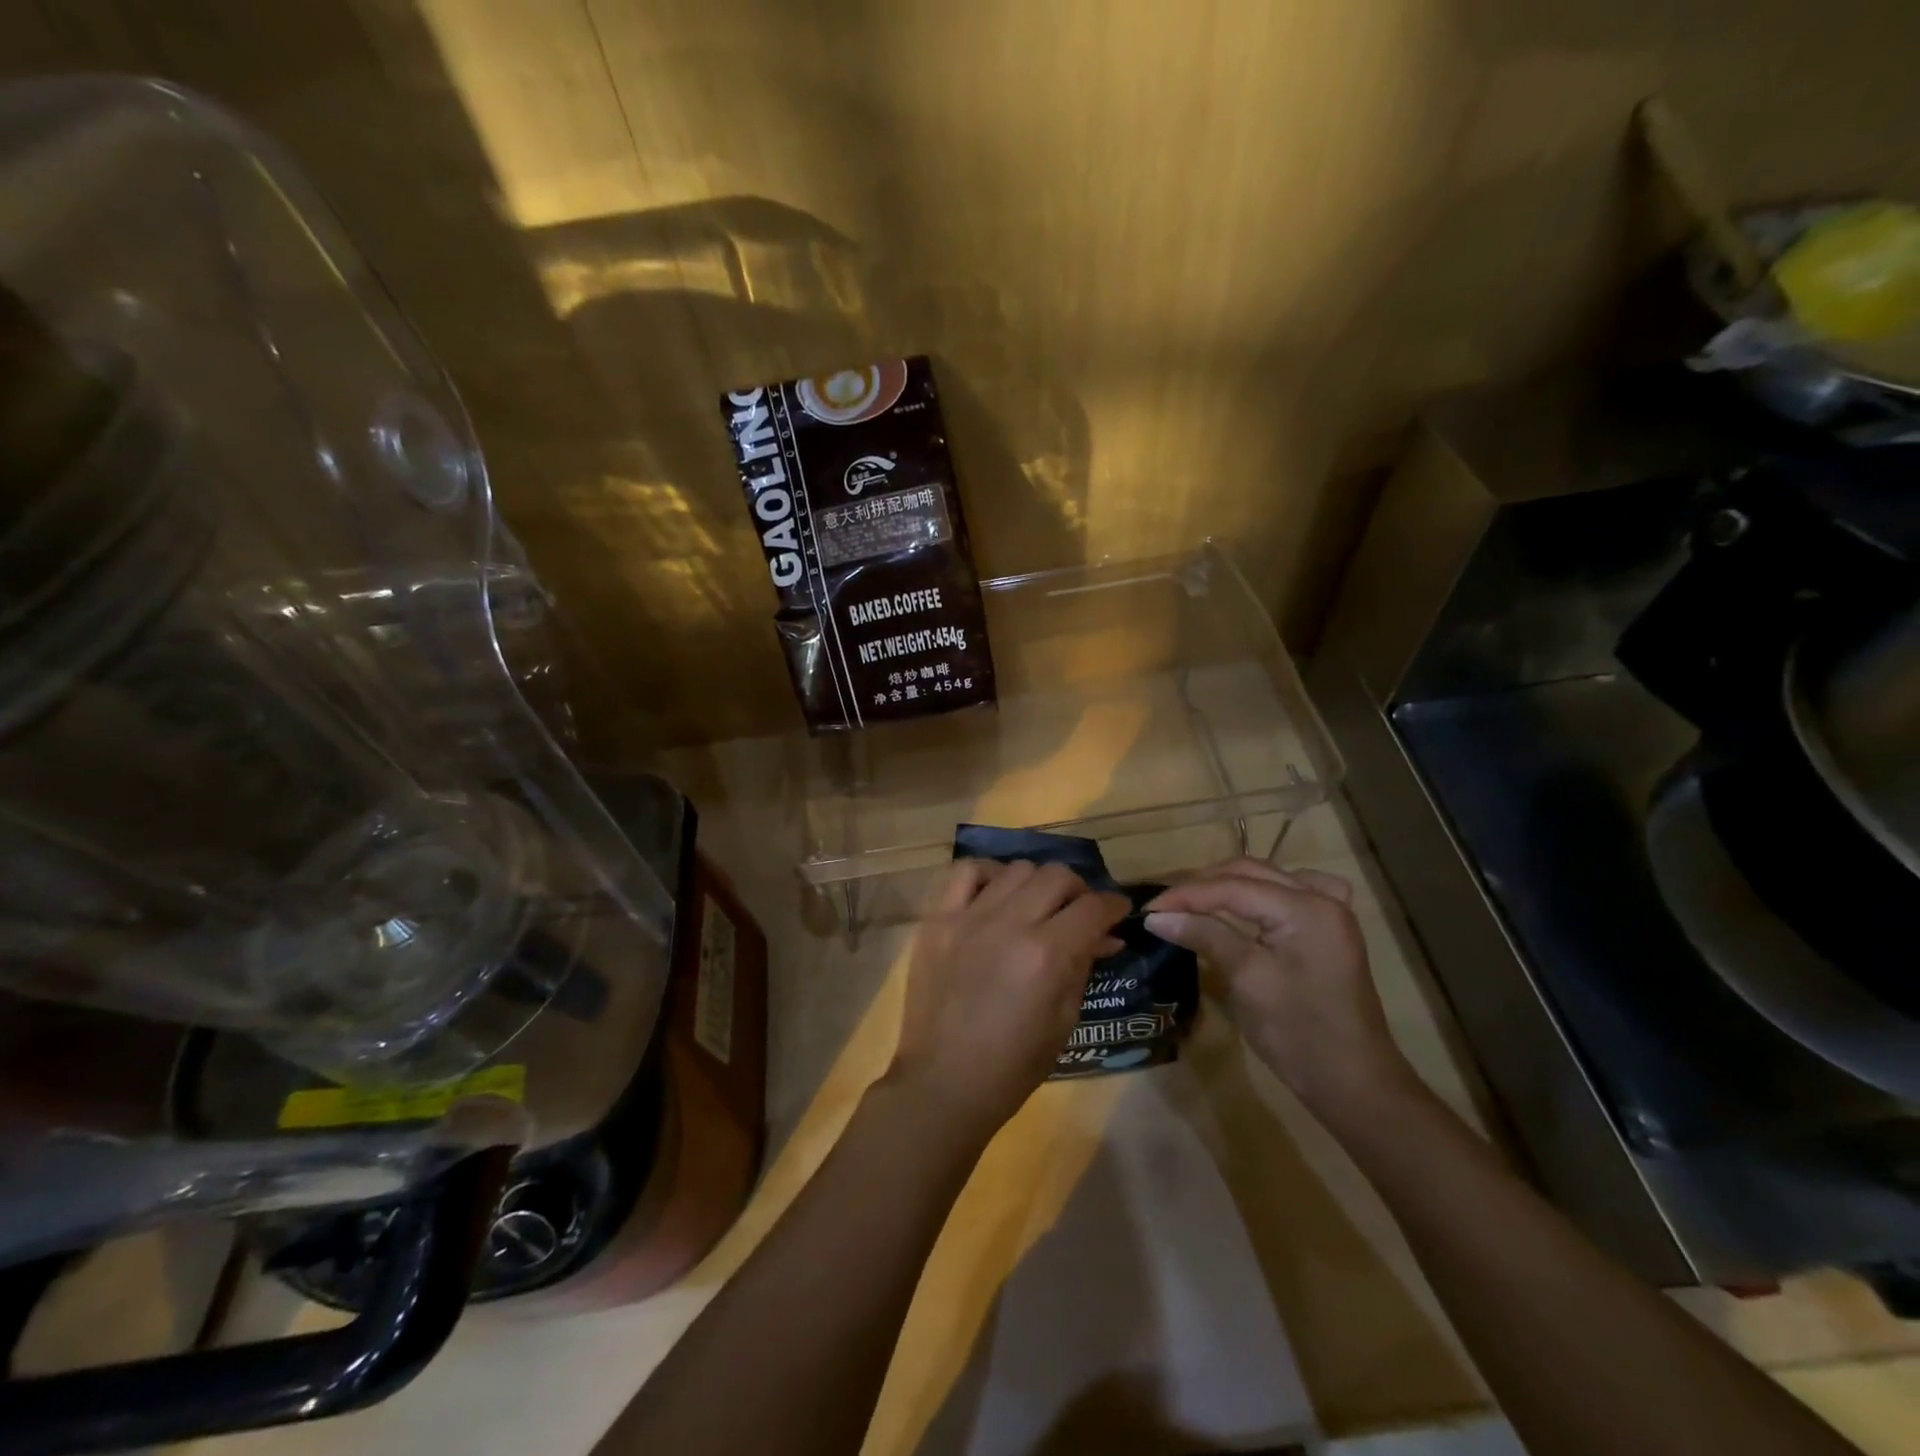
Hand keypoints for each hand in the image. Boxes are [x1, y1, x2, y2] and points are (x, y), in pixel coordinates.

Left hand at [888, 860, 1129, 1142]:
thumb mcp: (1063, 1020)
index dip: (1114, 906)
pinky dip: (988, 874)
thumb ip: (1083, 966)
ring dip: (1036, 883)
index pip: (1093, 907)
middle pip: (1056, 876)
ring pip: (1016, 869)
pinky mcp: (937, 920)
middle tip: (1078, 911)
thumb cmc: (1012, 1066)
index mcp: (1046, 955)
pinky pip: (965, 872)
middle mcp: (1009, 924)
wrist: (943, 1083)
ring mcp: (968, 917)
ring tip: (1036, 904)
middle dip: (1078, 890)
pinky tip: (996, 893)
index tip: (1118, 912)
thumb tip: (1106, 936)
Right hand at [1144, 858, 1416, 1118]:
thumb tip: (1156, 916)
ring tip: (1191, 902)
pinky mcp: (1328, 929)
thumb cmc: (1299, 1034)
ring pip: (1267, 878)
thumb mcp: (1247, 980)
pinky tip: (1248, 903)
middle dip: (1203, 885)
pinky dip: (1261, 891)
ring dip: (1227, 885)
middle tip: (1164, 905)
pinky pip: (1290, 892)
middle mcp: (1322, 898)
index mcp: (1306, 908)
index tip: (1148, 909)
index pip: (1232, 887)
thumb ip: (1205, 936)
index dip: (1186, 895)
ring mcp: (1330, 912)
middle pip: (1249, 873)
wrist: (1354, 1083)